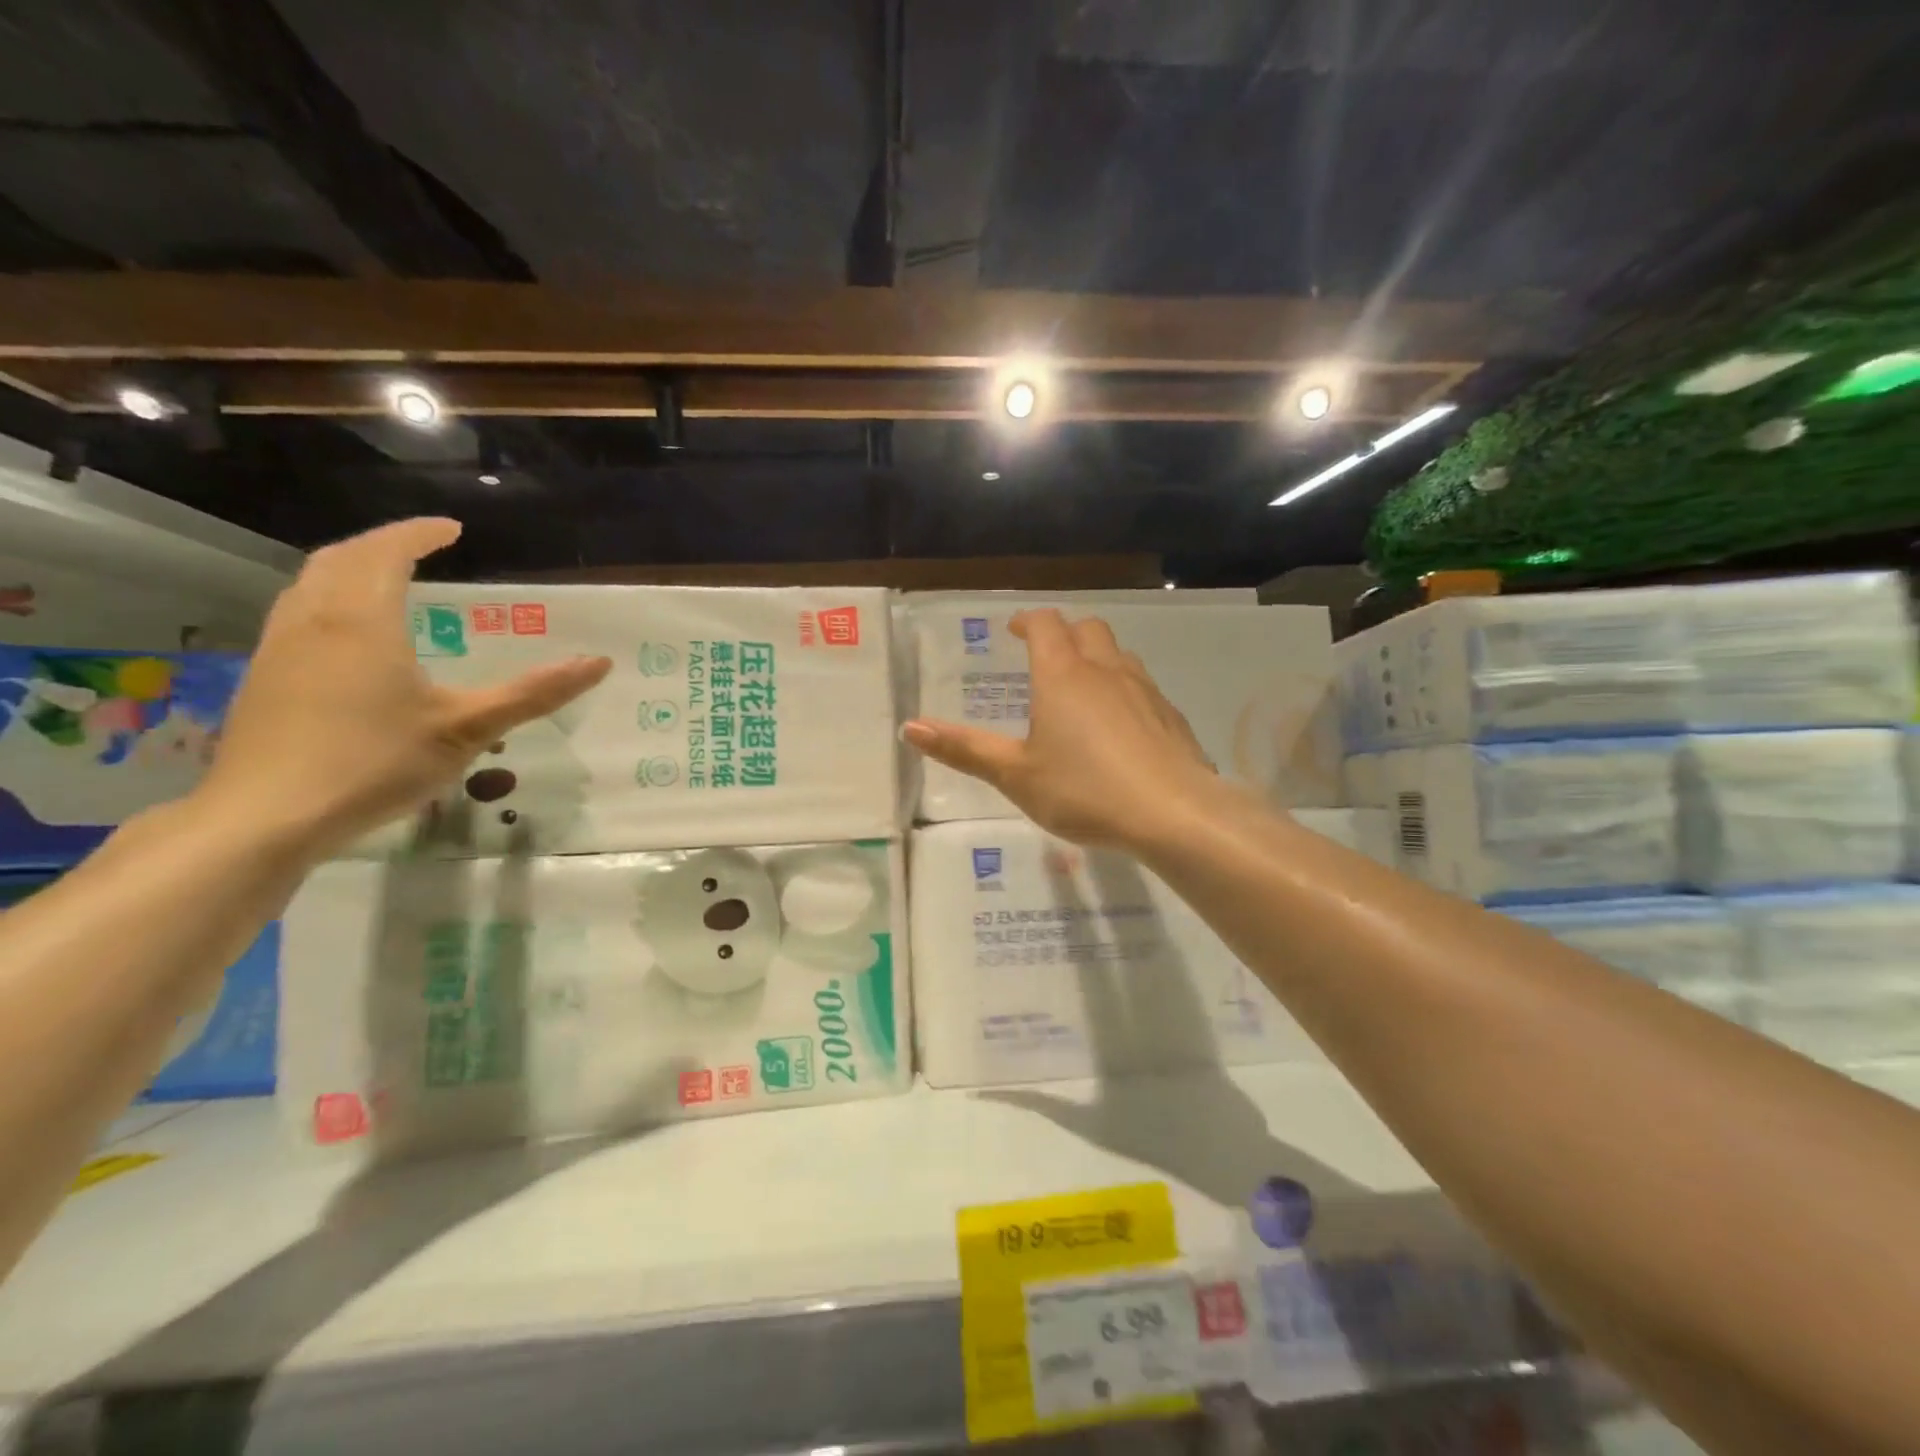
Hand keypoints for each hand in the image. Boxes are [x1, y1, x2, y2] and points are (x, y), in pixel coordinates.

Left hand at [196, 518, 610, 859]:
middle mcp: (314, 620)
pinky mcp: (264, 677)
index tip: (453, 529)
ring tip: (386, 579)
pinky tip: (348, 634)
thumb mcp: (468, 729)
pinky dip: (329, 597)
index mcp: (363, 621)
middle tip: (421, 547)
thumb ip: (534, 693)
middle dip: (382, 544)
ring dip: (350, 567)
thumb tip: (599, 663)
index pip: (387, 553)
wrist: (266, 816)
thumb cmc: (375, 763)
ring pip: (311, 583)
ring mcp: (280, 647)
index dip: (419, 534)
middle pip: (341, 558)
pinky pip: (298, 612)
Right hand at [903, 610, 1221, 849]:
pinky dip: (1123, 689)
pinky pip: (1142, 685)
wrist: (1174, 813)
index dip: (1026, 621)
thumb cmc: (1084, 790)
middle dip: (1063, 633)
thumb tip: (910, 726)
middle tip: (1044, 655)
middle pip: (1087, 628)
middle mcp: (1105, 670)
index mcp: (1063, 675)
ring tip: (1080, 688)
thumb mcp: (1016, 775)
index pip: (1044, 625)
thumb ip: (964, 749)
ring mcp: (1145, 689)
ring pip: (1118, 654)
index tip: (1013, 631)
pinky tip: (1119, 727)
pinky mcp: (1171, 715)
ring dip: (1096, 658)